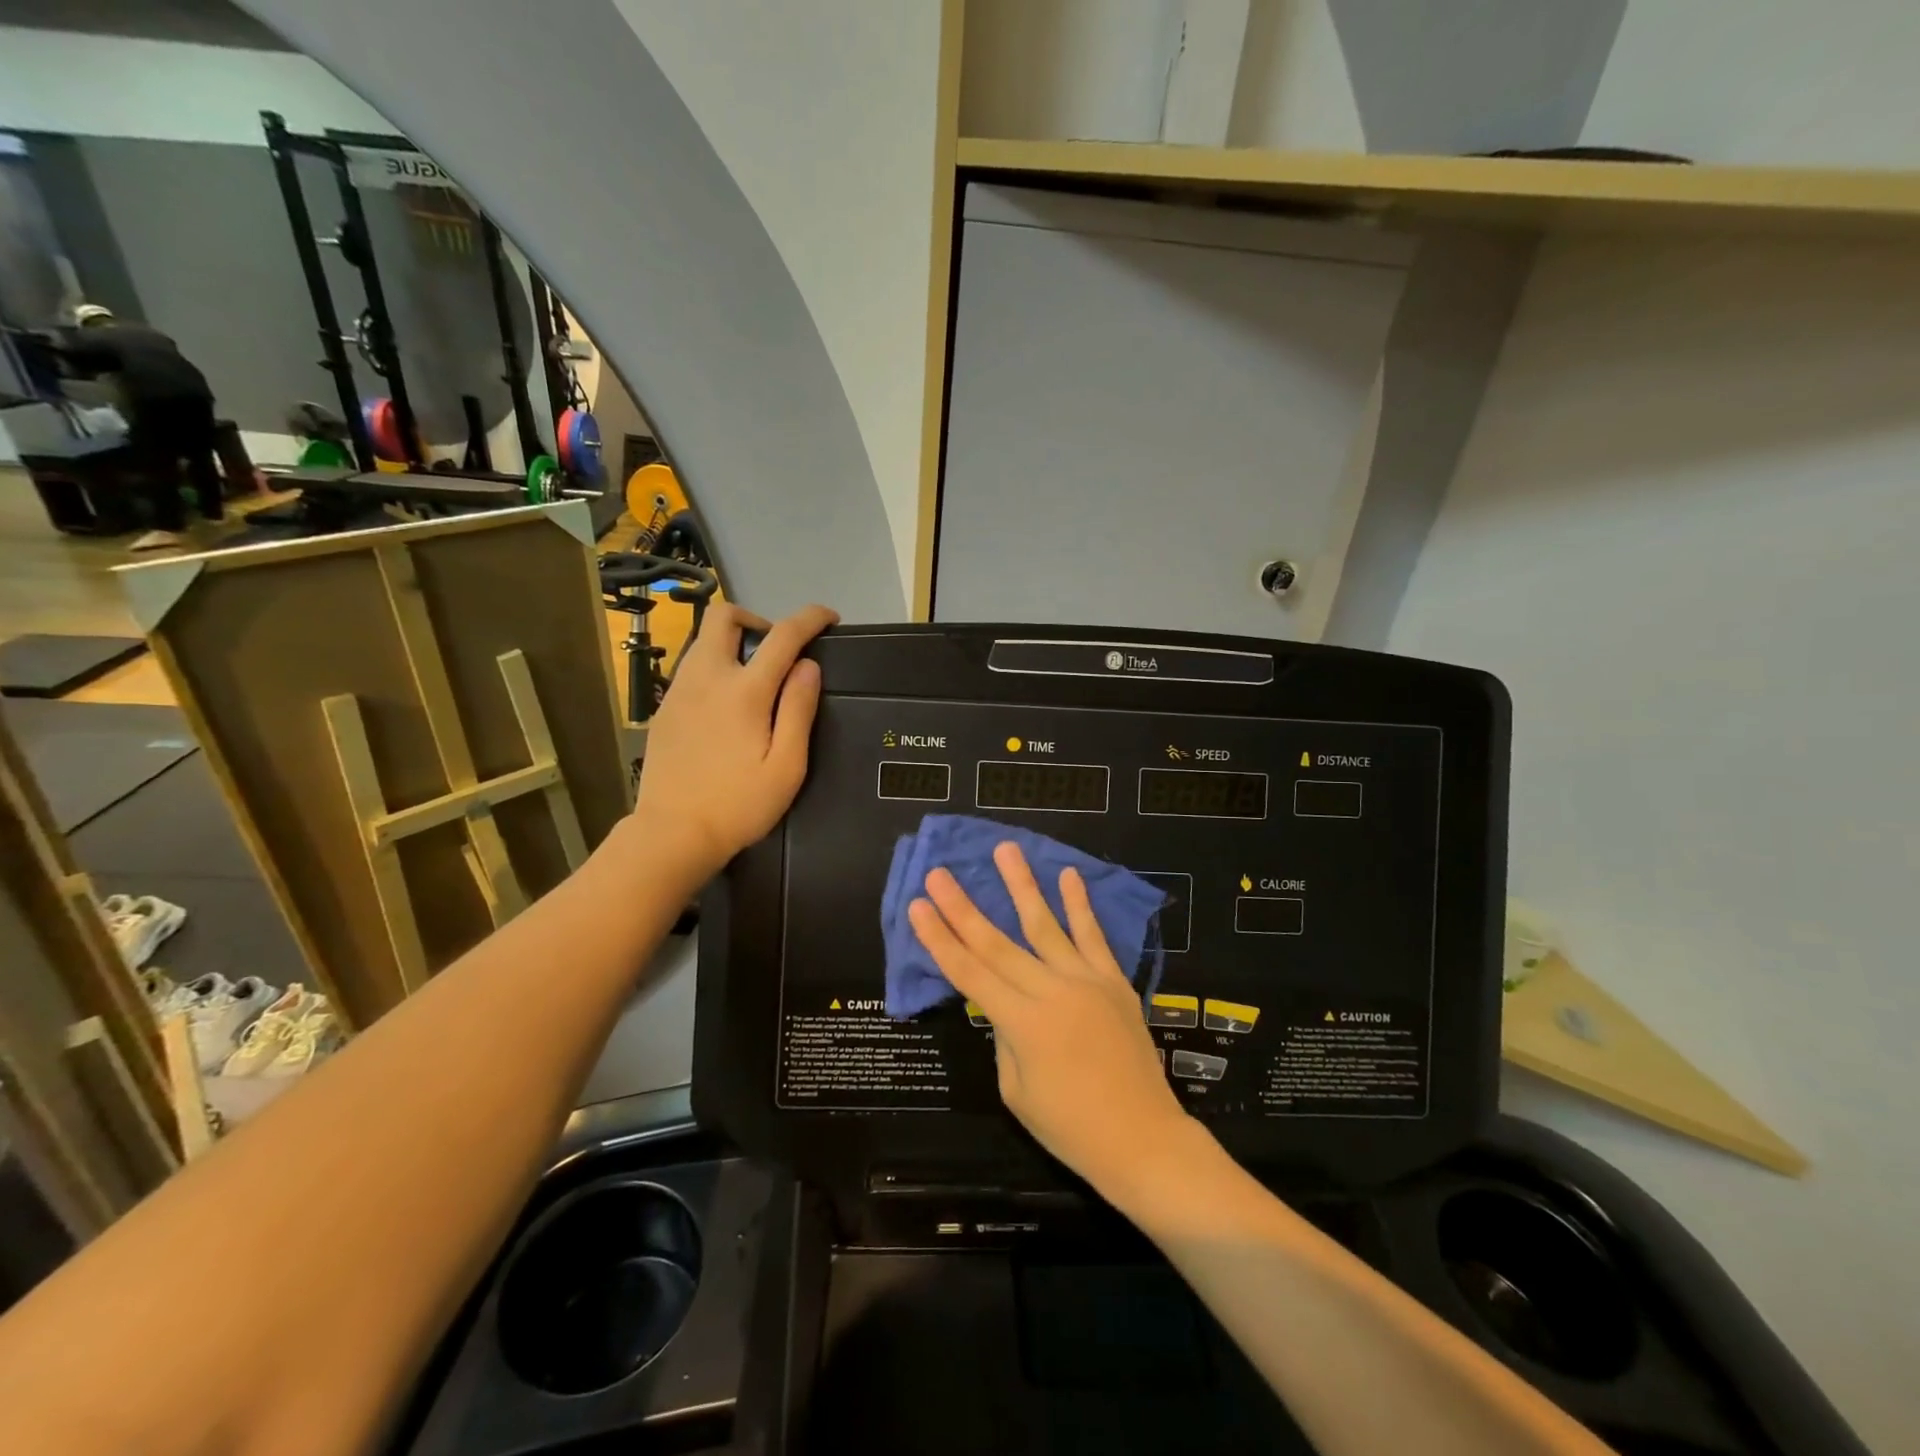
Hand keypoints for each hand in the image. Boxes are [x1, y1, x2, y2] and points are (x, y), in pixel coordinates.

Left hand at [634, 602, 836, 879]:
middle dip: (756, 619)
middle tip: (777, 650)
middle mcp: (707, 678)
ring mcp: (679, 691)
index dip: (809, 618)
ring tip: (754, 677)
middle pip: (724, 617)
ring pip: (703, 641)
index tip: (829, 617)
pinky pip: (691, 668)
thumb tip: (808, 666)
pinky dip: (714, 667)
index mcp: (745, 691)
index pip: (783, 635)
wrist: (672, 833)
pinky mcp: (663, 708)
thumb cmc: (739, 804)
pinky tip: (725, 705)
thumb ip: (799, 709)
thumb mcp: (787, 765)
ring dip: (733, 643)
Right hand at [908, 842, 1191, 1190]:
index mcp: (1023, 1024)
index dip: (940, 939)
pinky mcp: (1115, 981)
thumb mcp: (1016, 1090)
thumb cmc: (1070, 1128)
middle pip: (998, 943)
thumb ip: (1005, 1038)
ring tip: (1006, 849)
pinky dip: (1080, 905)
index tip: (918, 905)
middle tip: (941, 873)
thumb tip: (1004, 1004)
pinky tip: (1068, 875)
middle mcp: (1053, 992)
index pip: (970, 973)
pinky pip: (1094, 937)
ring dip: (1022, 885)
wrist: (1143, 1140)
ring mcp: (1087, 981)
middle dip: (963, 907)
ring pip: (1047, 925)